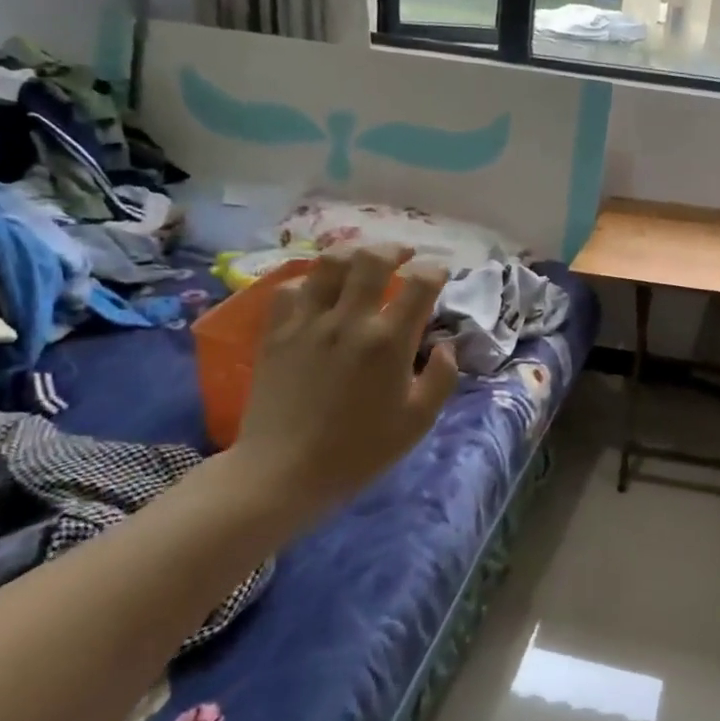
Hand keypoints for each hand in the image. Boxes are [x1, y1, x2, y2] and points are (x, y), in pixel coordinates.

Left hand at [227, 247, 455, 527]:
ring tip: (361, 261)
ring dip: (352, 255)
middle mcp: (348, 319)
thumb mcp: (417, 422)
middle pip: (372, 259)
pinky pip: (290, 288)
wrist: (284, 471)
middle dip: (395, 249)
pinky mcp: (275, 332)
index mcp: (388, 341)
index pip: (419, 284)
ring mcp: (307, 322)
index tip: (440, 273)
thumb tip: (444, 346)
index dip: (435, 270)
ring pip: (328, 264)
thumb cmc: (359, 451)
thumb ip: (440, 378)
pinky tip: (317, 292)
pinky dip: (309, 282)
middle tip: (405, 254)